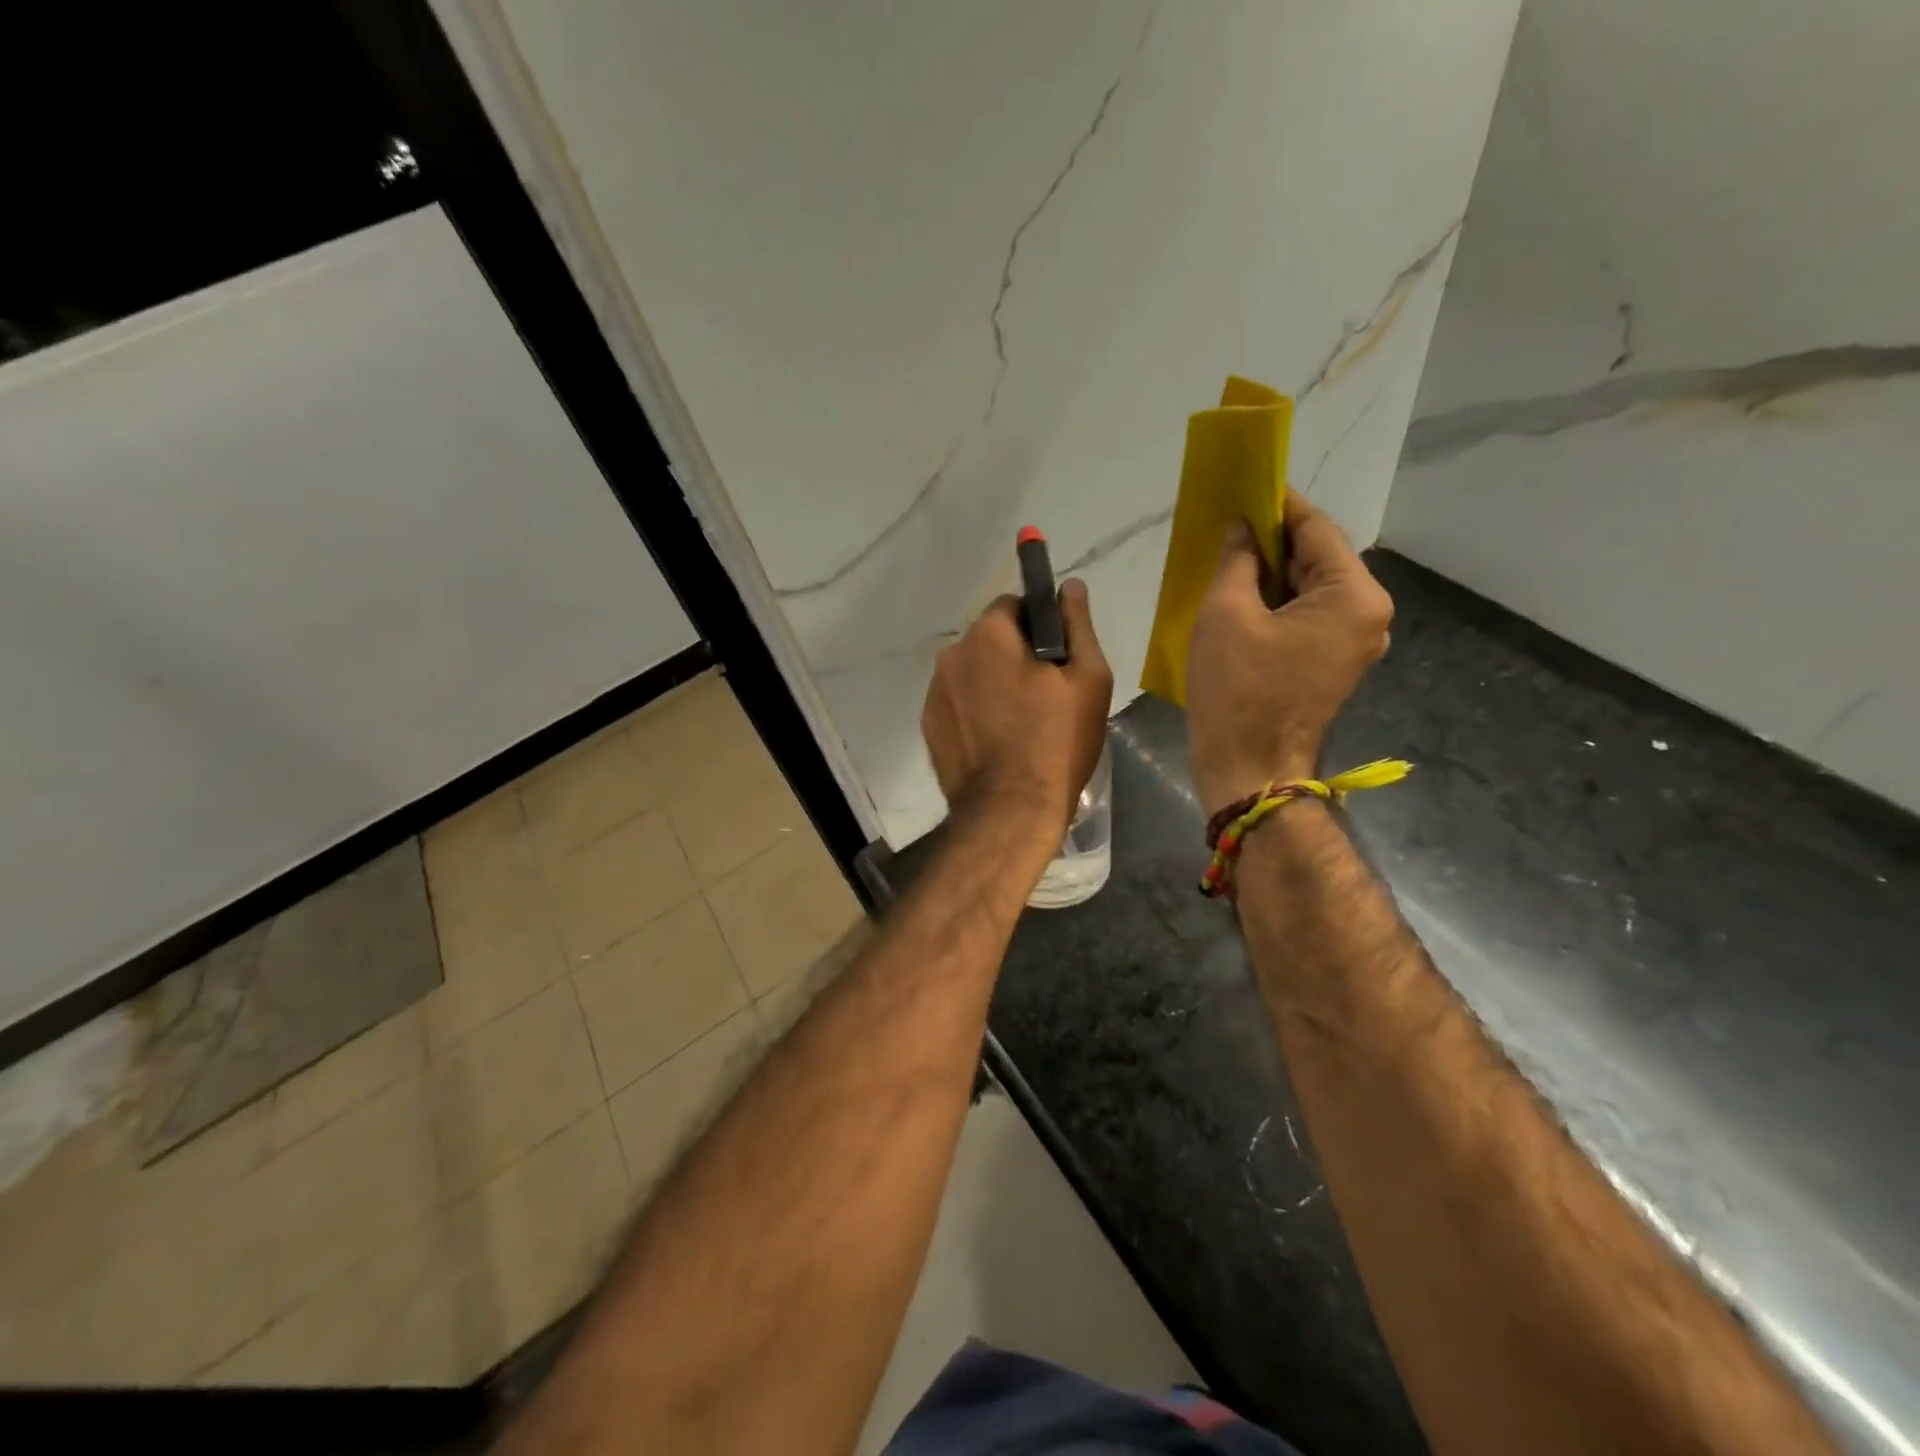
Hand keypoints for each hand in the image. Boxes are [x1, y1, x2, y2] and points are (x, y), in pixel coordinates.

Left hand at [922, 580, 1113, 841]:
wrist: (1010, 810)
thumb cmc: (1056, 741)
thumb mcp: (1087, 679)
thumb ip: (1078, 625)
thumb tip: (1071, 585)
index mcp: (989, 634)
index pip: (1013, 605)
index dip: (1038, 626)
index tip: (1055, 658)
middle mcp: (952, 654)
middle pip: (989, 639)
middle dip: (1013, 654)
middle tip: (1043, 695)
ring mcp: (934, 691)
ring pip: (971, 672)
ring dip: (991, 683)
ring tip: (1018, 723)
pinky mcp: (928, 724)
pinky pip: (957, 702)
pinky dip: (974, 710)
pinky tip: (995, 740)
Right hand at [1185, 492, 1392, 815]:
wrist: (1248, 768)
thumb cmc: (1237, 689)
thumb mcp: (1225, 613)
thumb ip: (1237, 559)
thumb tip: (1242, 529)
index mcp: (1354, 596)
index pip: (1316, 529)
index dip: (1278, 504)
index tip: (1244, 485)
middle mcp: (1368, 615)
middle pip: (1317, 559)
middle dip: (1273, 542)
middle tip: (1227, 526)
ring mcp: (1354, 643)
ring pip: (1310, 590)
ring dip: (1271, 574)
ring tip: (1227, 560)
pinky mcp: (1332, 665)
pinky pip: (1306, 618)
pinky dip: (1277, 604)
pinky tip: (1241, 599)